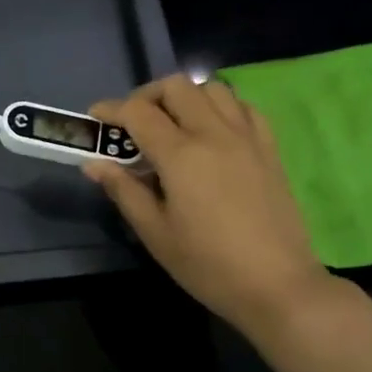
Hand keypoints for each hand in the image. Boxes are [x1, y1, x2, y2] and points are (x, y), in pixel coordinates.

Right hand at [84, 74, 329, 335]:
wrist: (276, 284)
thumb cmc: (208, 265)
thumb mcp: (156, 233)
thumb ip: (124, 191)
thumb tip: (94, 163)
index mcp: (181, 155)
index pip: (139, 112)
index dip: (111, 110)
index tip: (96, 119)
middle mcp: (214, 133)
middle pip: (176, 87)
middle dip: (147, 97)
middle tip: (133, 125)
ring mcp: (247, 137)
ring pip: (212, 89)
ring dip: (185, 98)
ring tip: (173, 126)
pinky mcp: (269, 148)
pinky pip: (243, 107)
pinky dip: (220, 107)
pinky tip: (212, 133)